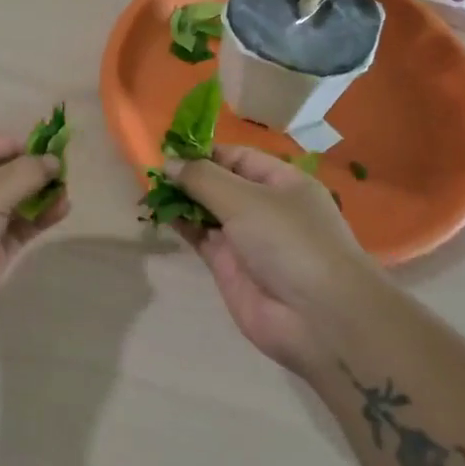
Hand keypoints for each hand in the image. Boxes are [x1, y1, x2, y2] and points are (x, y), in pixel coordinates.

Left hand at [0, 132, 67, 354]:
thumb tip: (53, 161)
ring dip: (35, 198)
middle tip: (62, 171)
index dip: (9, 145)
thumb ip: (24, 173)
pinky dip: (35, 222)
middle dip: (26, 173)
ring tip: (66, 193)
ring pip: (6, 208)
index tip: (44, 147)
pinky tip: (60, 212)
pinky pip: (12, 235)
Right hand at [165, 145, 381, 376]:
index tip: (168, 148)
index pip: (238, 157)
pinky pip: (200, 237)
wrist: (316, 317)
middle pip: (220, 183)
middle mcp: (265, 207)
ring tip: (148, 188)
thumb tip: (168, 162)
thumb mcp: (245, 199)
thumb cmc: (289, 241)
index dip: (204, 152)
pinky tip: (158, 212)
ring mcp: (246, 238)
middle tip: (151, 169)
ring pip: (207, 211)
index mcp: (282, 182)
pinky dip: (181, 224)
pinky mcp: (228, 267)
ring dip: (181, 199)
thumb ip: (202, 179)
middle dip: (189, 176)